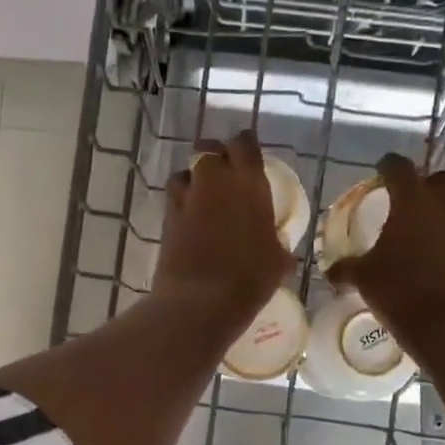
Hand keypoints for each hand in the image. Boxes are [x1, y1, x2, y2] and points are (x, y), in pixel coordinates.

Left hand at [154, 130, 295, 335]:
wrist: (199, 301)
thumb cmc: (249, 280)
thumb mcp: (278, 262)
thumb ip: (277, 243)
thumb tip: (277, 246)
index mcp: (248, 182)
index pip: (245, 143)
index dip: (246, 147)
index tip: (251, 158)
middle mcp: (215, 180)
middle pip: (210, 149)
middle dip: (217, 156)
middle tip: (227, 176)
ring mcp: (186, 197)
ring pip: (187, 170)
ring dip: (195, 178)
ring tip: (204, 197)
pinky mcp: (166, 218)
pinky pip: (174, 196)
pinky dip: (182, 200)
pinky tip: (190, 218)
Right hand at [326, 153, 444, 354]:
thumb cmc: (399, 293)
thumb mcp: (363, 279)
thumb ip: (346, 268)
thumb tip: (331, 271)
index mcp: (412, 201)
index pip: (398, 167)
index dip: (388, 166)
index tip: (382, 170)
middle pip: (442, 178)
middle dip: (429, 182)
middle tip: (417, 196)